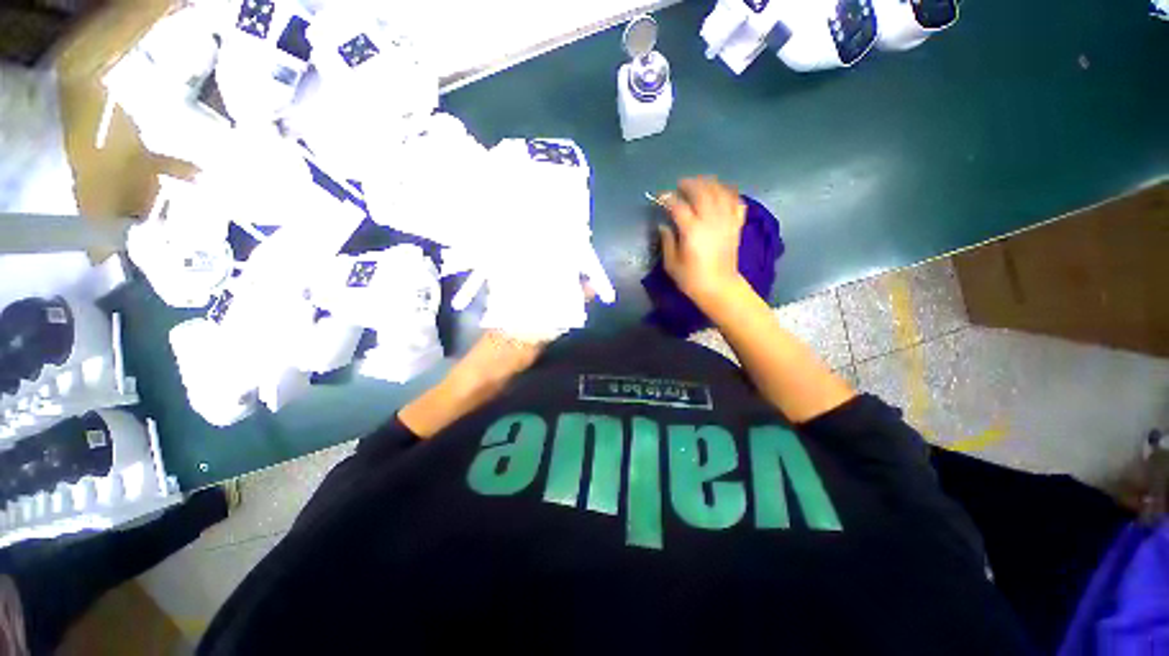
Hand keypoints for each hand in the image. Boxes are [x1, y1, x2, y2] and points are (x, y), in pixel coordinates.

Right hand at [657, 177, 746, 309]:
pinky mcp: (736, 226)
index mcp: (692, 230)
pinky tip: (722, 193)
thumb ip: (667, 241)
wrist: (720, 288)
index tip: (660, 197)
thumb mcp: (672, 264)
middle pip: (702, 192)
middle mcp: (710, 220)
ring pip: (720, 192)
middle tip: (681, 185)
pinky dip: (729, 193)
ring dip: (709, 183)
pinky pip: (736, 202)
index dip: (668, 199)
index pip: (678, 206)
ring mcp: (726, 221)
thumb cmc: (692, 279)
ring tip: (700, 183)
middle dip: (690, 184)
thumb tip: (664, 225)